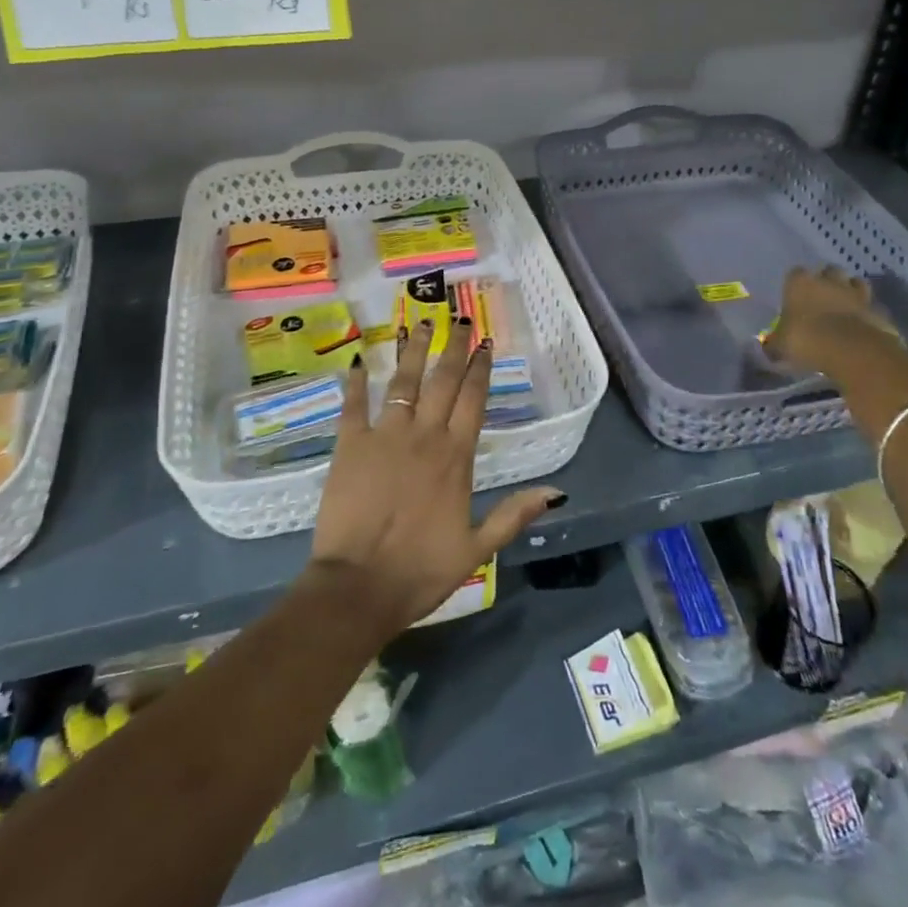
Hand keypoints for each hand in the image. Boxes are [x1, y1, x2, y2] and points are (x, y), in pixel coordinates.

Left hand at [306, 321, 562, 635]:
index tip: (486, 342)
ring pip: (403, 383)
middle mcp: (424, 436)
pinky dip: (354, 383)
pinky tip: (357, 361)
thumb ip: (513, 514)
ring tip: (419, 323)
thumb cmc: (420, 571)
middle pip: (443, 382)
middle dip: (453, 348)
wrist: (359, 587)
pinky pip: (353, 406)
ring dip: (412, 351)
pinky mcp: (350, 446)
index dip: (481, 369)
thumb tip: (557, 492)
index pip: (473, 400)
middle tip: (460, 319)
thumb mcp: (477, 549)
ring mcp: (385, 436)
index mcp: (456, 457)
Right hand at [762, 266, 907, 376]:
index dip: (795, 284)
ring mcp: (856, 293)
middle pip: (829, 271)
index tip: (794, 297)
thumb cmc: (807, 340)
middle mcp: (829, 281)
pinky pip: (870, 306)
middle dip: (826, 281)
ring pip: (854, 283)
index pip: (795, 273)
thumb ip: (775, 342)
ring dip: (850, 291)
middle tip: (821, 299)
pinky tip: (861, 325)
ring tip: (844, 307)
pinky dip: (866, 312)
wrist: (852, 350)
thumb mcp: (781, 346)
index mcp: (800, 283)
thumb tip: (768, 346)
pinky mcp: (876, 309)